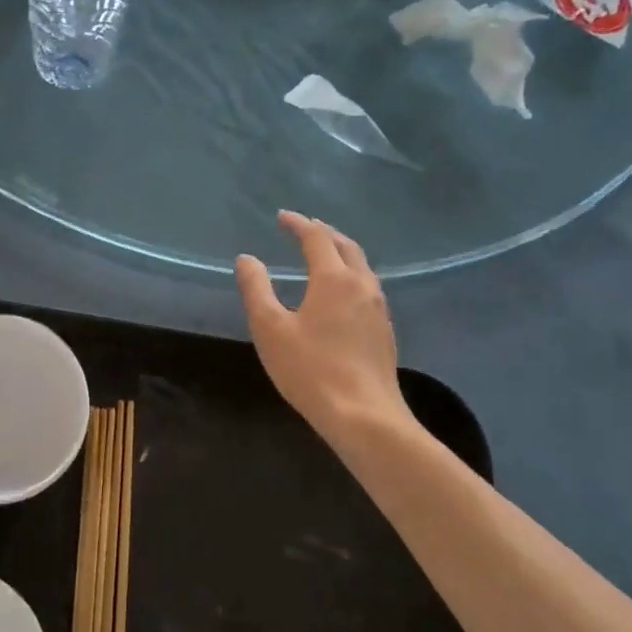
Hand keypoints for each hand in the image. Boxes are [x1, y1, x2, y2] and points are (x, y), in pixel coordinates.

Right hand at [236, 212, 409, 447]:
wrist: (364, 415)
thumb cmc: (310, 369)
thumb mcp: (270, 328)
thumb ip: (256, 289)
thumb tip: (247, 259)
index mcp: (334, 279)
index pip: (316, 238)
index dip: (298, 224)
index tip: (282, 217)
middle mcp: (362, 285)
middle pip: (346, 246)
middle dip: (324, 232)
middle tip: (304, 228)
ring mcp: (379, 308)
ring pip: (361, 266)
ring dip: (341, 252)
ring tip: (323, 254)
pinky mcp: (384, 330)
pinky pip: (368, 287)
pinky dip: (351, 274)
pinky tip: (341, 292)